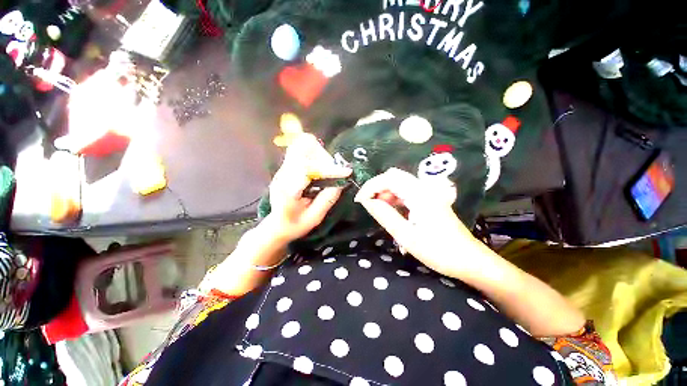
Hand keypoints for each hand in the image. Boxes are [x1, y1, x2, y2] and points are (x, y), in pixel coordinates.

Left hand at [265, 133, 351, 242]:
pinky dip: (314, 152)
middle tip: (334, 173)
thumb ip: (327, 200)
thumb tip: (341, 183)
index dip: (327, 169)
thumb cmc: (295, 225)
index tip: (346, 172)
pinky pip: (300, 149)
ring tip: (328, 170)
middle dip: (324, 159)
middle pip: (303, 150)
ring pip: (301, 145)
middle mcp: (283, 175)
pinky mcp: (287, 166)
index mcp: (287, 191)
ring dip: (319, 154)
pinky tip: (320, 166)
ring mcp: (283, 168)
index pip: (306, 170)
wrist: (277, 224)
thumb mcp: (314, 218)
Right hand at [354, 168, 483, 276]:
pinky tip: (391, 211)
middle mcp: (424, 188)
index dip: (371, 186)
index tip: (360, 200)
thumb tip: (367, 201)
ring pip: (400, 183)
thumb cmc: (439, 251)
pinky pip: (406, 192)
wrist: (470, 260)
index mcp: (419, 194)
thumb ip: (385, 215)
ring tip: (378, 209)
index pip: (389, 178)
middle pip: (394, 176)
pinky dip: (394, 198)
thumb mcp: (406, 235)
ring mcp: (427, 193)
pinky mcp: (428, 200)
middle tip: (368, 204)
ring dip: (385, 193)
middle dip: (377, 187)